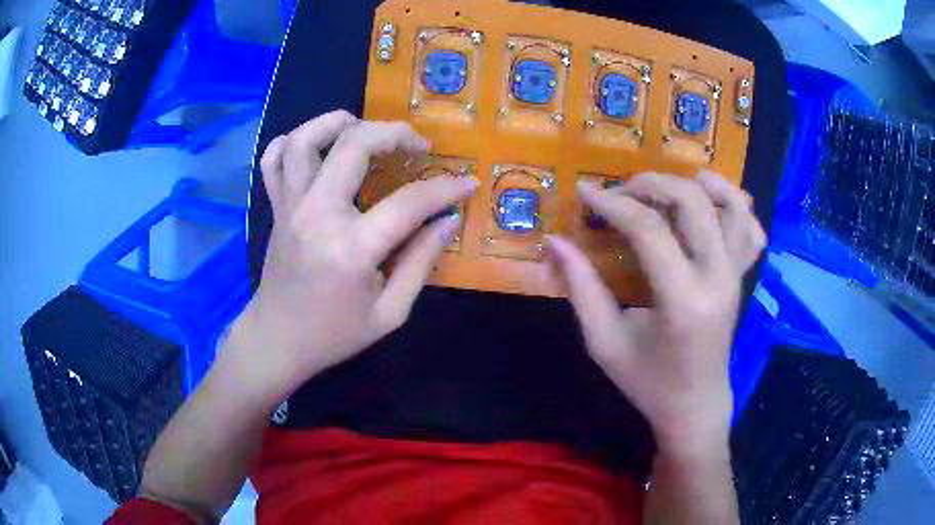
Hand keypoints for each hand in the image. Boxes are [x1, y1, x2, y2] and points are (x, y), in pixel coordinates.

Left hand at [224, 111, 477, 403]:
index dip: (446, 188)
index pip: (410, 202)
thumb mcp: (390, 313)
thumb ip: (421, 263)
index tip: (467, 183)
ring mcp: (290, 206)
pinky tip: (317, 147)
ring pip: (305, 139)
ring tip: (364, 128)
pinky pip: (273, 159)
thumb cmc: (334, 334)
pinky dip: (293, 142)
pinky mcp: (276, 207)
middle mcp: (317, 215)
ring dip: (338, 122)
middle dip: (394, 132)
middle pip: (354, 145)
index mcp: (352, 249)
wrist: (277, 340)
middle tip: (417, 144)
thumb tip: (447, 221)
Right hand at [547, 171, 764, 454]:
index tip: (586, 192)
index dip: (613, 204)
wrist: (695, 405)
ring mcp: (737, 275)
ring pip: (733, 206)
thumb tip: (555, 242)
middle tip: (622, 191)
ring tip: (670, 183)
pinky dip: (735, 205)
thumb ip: (581, 289)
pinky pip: (752, 230)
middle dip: (652, 184)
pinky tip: (710, 205)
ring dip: (701, 183)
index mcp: (683, 300)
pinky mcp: (743, 277)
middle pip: (693, 202)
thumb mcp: (605, 343)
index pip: (649, 229)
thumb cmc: (648, 382)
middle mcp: (718, 278)